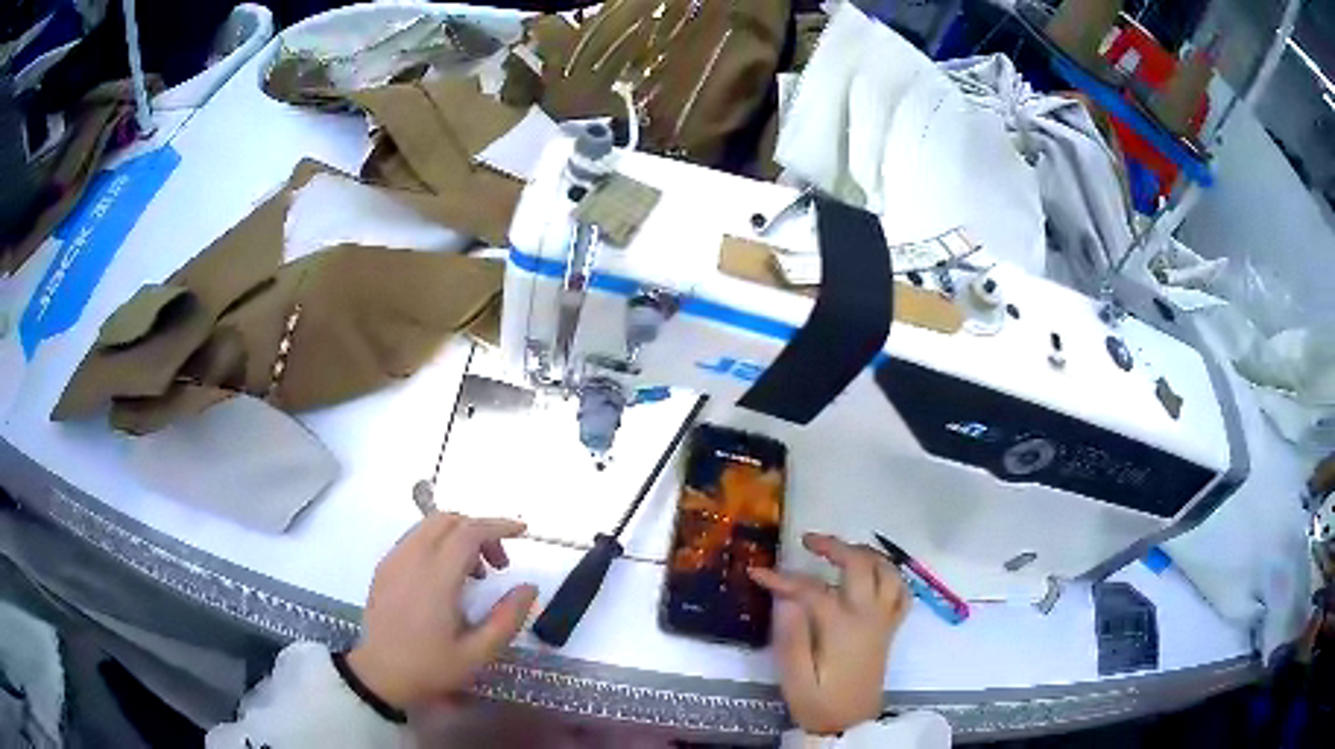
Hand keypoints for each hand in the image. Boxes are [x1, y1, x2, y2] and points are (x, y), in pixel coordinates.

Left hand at [347, 513, 537, 709]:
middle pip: (448, 520)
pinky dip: (438, 543)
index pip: (468, 532)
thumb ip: (507, 618)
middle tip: (499, 564)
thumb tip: (528, 587)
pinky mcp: (384, 567)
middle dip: (479, 530)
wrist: (379, 675)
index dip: (498, 525)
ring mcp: (393, 560)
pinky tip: (446, 577)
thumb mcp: (478, 653)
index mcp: (435, 578)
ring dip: (458, 536)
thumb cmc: (430, 666)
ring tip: (474, 574)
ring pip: (429, 526)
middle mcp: (411, 559)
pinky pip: (415, 538)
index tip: (522, 532)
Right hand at [749, 533, 908, 735]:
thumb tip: (786, 598)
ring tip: (840, 550)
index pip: (812, 590)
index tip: (757, 572)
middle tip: (807, 541)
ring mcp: (883, 620)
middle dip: (834, 546)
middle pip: (860, 565)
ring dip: (865, 553)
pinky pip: (901, 591)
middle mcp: (868, 616)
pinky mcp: (890, 629)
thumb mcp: (795, 678)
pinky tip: (873, 575)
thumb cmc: (819, 703)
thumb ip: (791, 637)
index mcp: (842, 628)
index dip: (783, 578)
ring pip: (887, 571)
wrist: (851, 724)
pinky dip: (889, 575)